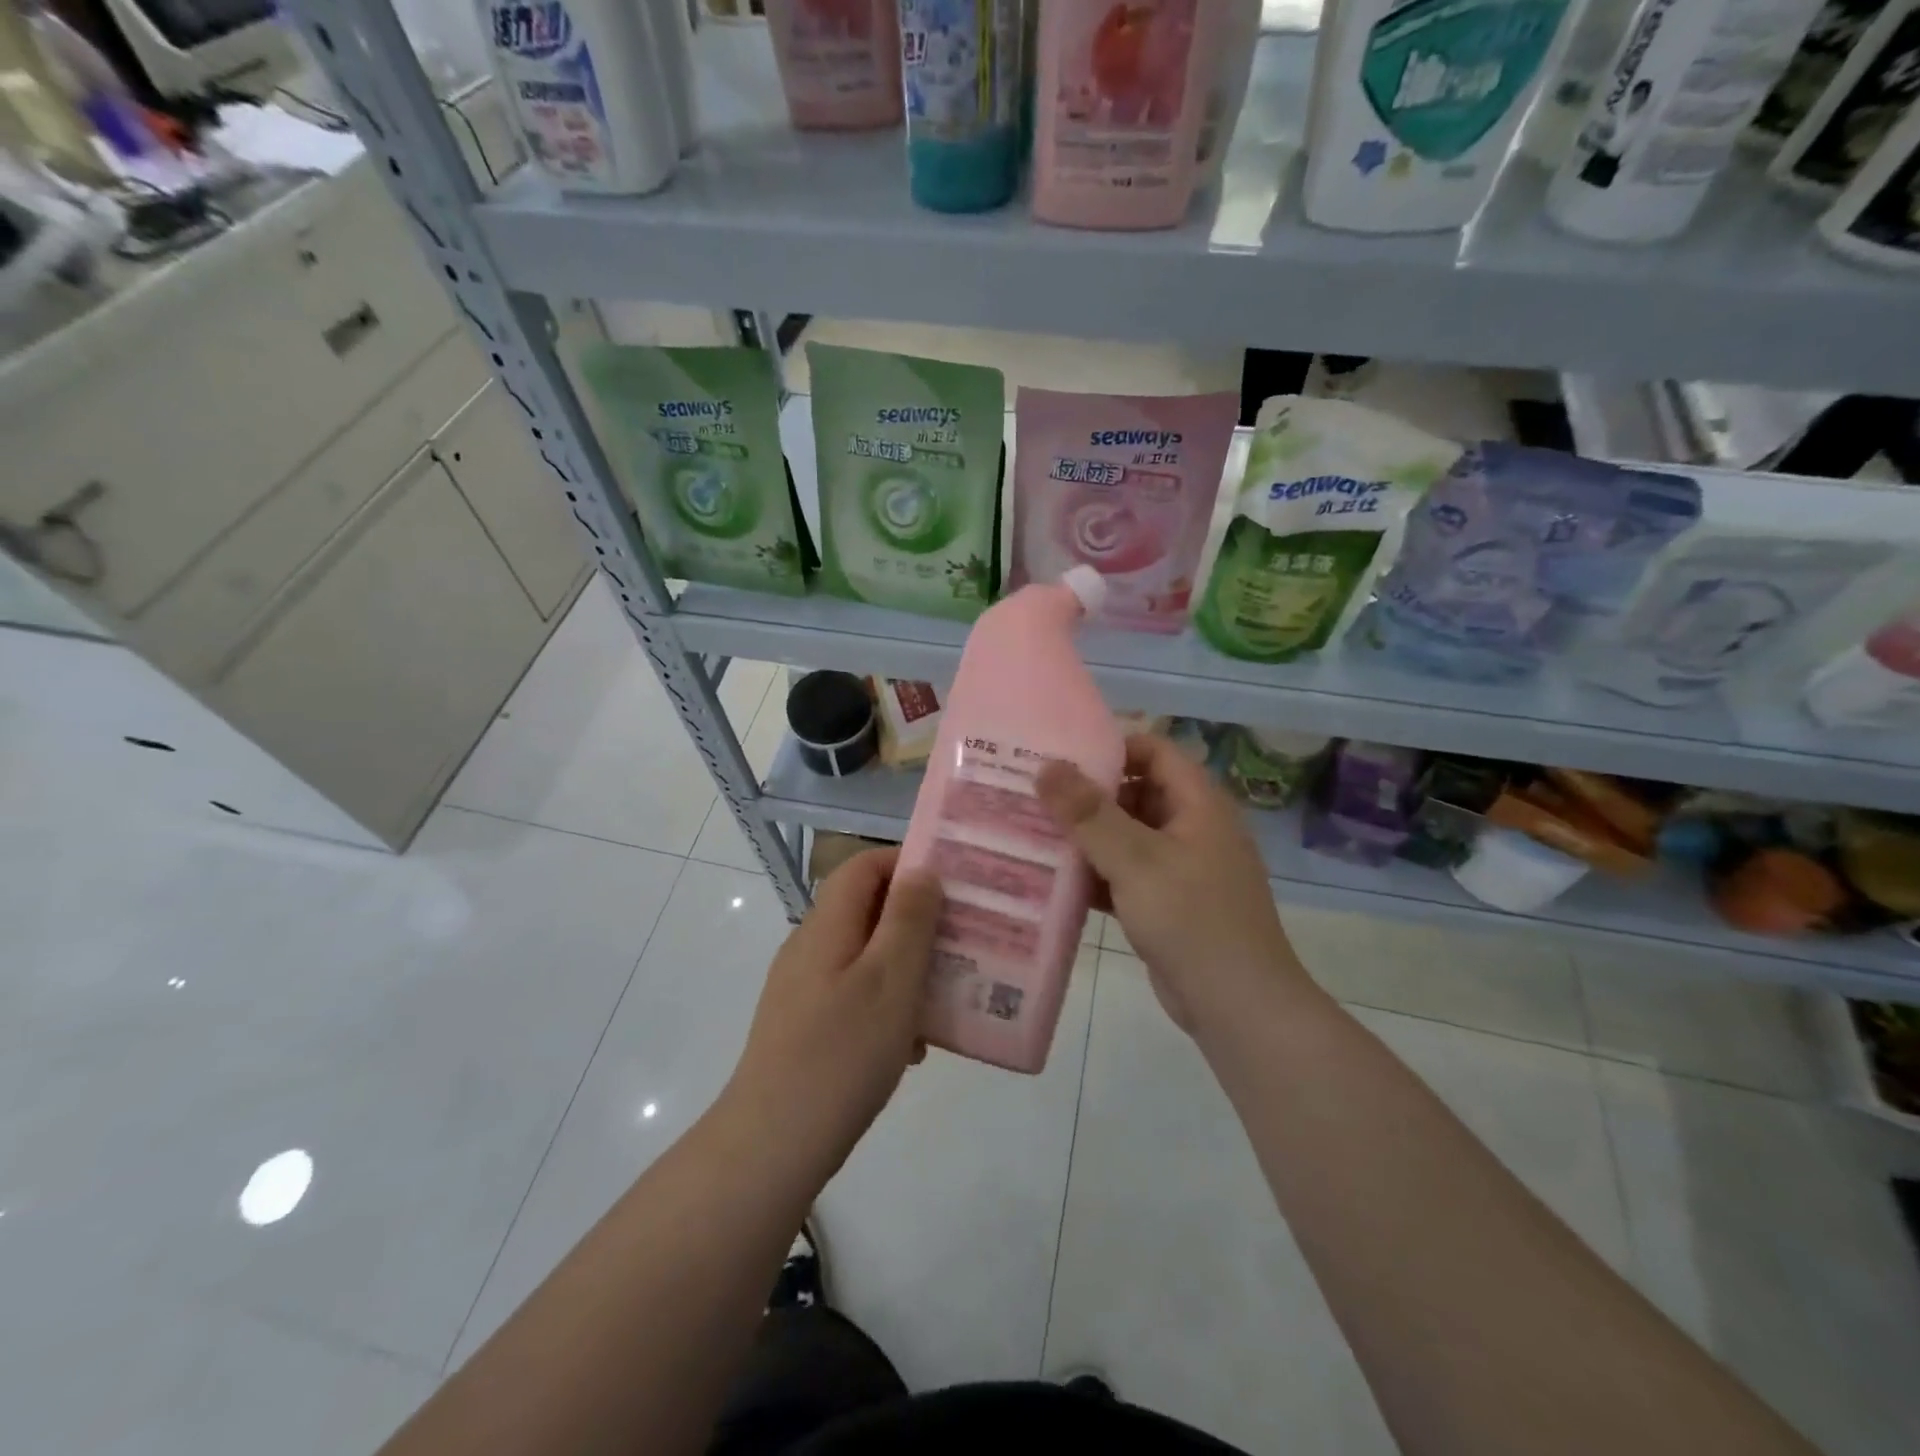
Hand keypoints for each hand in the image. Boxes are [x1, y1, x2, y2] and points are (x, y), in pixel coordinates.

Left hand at [724, 849, 942, 1178]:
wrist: (773, 1144)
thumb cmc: (842, 1053)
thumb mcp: (890, 979)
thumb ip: (908, 919)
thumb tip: (920, 871)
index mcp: (826, 926)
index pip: (864, 866)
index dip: (907, 863)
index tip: (952, 883)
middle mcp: (810, 947)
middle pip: (867, 909)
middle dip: (917, 919)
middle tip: (962, 938)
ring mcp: (804, 988)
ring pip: (866, 955)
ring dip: (907, 965)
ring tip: (947, 993)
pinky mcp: (805, 1026)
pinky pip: (856, 994)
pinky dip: (888, 1003)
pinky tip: (913, 1044)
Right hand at [1036, 735, 1307, 1035]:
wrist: (1238, 1006)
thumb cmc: (1191, 919)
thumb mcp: (1135, 860)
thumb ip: (1089, 813)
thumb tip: (1047, 765)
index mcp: (1198, 803)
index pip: (1154, 750)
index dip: (1110, 746)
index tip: (1060, 755)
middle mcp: (1191, 827)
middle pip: (1135, 792)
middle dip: (1088, 794)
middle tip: (1035, 794)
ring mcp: (1180, 867)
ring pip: (1126, 836)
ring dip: (1086, 836)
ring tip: (1033, 831)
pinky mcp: (1166, 902)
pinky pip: (1125, 873)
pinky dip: (1095, 873)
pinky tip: (1053, 879)